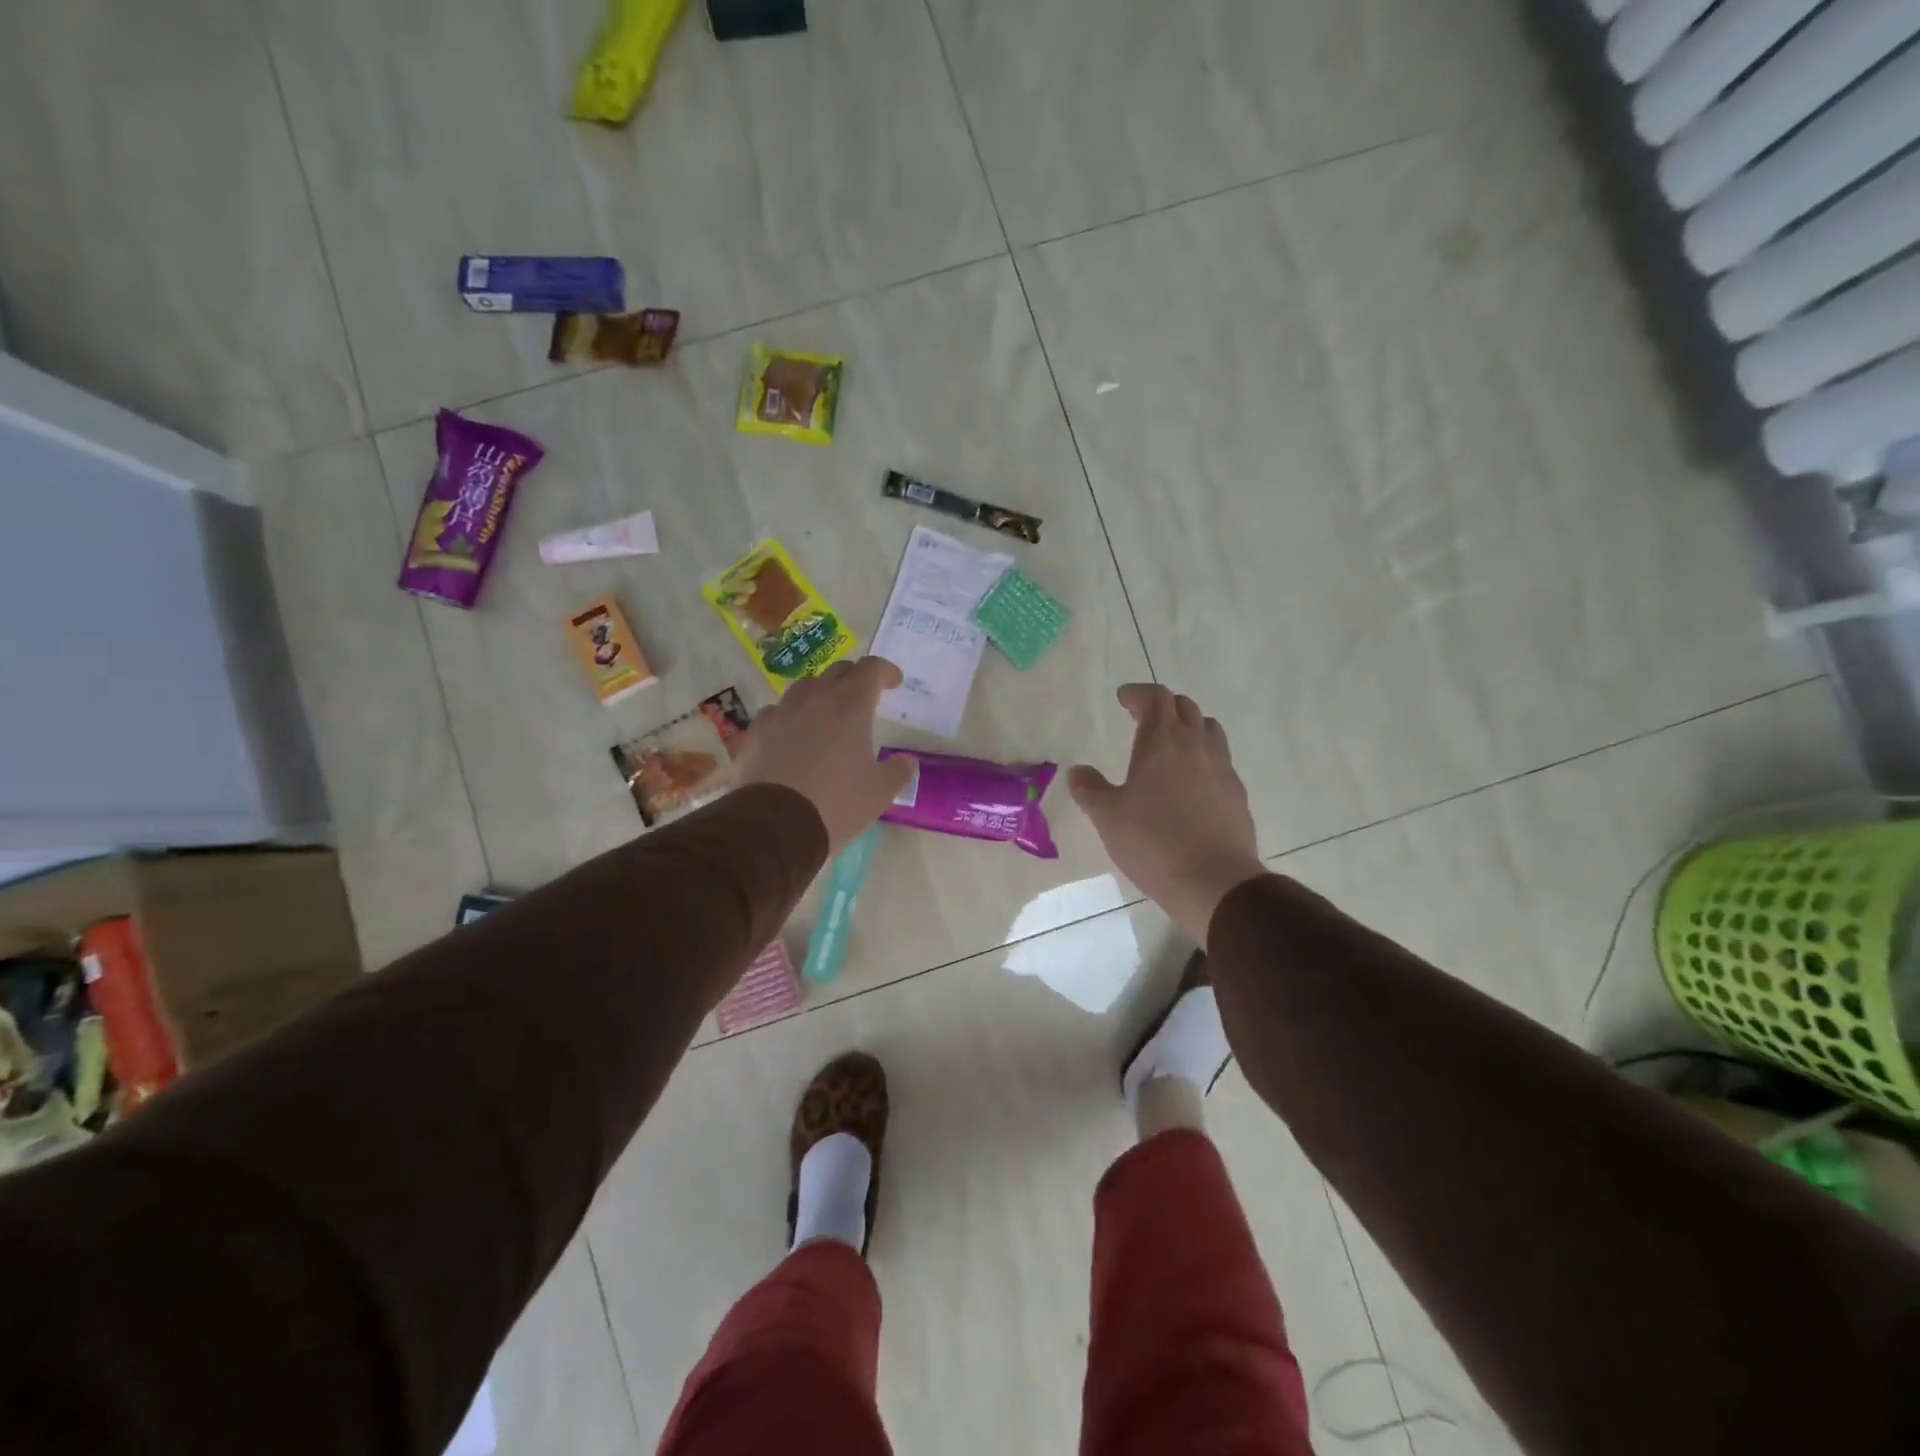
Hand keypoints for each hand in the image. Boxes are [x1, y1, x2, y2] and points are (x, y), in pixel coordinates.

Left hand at [736, 657, 915, 852]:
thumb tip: (906, 761)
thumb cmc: (836, 803)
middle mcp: (814, 698)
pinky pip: (776, 713)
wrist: (774, 826)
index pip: (871, 669)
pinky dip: (789, 718)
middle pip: (837, 671)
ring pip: (803, 688)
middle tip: (863, 697)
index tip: (894, 682)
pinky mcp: (755, 732)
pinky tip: (791, 737)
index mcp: (850, 705)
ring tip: (826, 715)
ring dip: (820, 695)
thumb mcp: (879, 793)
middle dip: (854, 679)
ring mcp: (780, 713)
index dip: (885, 671)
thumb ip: (898, 771)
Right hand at [1069, 684, 1265, 944]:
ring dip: (1188, 728)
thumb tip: (1078, 771)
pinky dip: (1203, 758)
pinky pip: (1220, 761)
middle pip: (1185, 708)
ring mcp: (1223, 769)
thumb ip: (1090, 789)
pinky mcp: (1237, 795)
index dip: (1138, 693)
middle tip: (1143, 718)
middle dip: (1163, 707)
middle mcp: (1197, 746)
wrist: (1215, 882)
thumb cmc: (1154, 843)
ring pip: (1209, 731)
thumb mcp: (1108, 817)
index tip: (1123, 698)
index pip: (1156, 698)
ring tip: (1170, 745)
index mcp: (1163, 742)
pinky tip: (1191, 783)